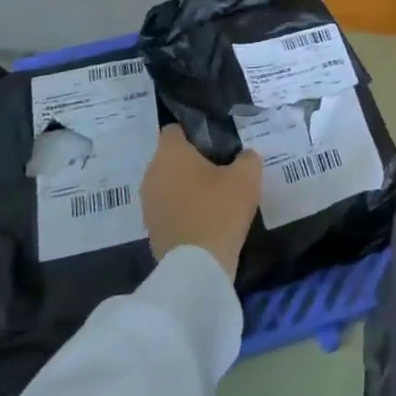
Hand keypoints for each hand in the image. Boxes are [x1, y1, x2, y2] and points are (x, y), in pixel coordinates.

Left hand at [140, 124, 262, 279]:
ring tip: (215, 195)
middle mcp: (152, 173)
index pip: (175, 130)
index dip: (194, 132)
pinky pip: (168, 208)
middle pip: (171, 158)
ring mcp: (148, 203)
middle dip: (192, 161)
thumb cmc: (219, 209)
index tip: (215, 143)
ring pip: (168, 184)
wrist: (197, 266)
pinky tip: (206, 218)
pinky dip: (183, 209)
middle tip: (221, 168)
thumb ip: (247, 158)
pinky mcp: (151, 229)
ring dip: (186, 187)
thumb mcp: (246, 177)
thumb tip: (244, 156)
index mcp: (170, 153)